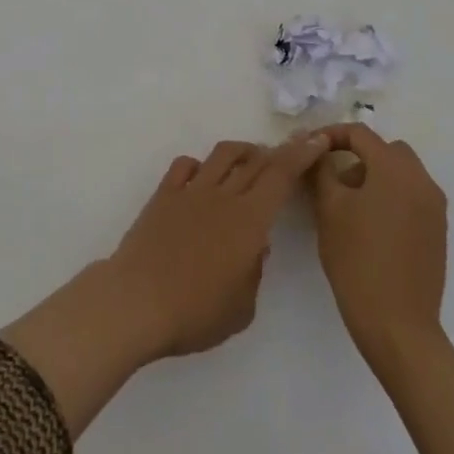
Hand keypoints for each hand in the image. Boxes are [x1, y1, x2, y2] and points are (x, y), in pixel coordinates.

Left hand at [105, 135, 328, 358]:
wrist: (137, 302)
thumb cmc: (195, 313)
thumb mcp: (241, 308)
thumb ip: (254, 273)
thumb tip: (255, 246)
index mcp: (249, 221)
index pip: (281, 176)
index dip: (301, 155)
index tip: (316, 140)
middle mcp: (223, 196)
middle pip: (255, 161)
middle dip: (277, 153)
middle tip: (287, 154)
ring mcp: (191, 190)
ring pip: (223, 155)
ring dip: (242, 151)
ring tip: (250, 159)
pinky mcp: (164, 194)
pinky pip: (186, 165)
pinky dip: (200, 165)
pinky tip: (202, 177)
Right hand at [310, 125, 447, 361]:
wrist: (398, 327)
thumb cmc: (358, 261)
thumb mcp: (329, 210)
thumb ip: (322, 170)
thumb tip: (316, 150)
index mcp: (395, 168)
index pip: (360, 134)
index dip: (331, 135)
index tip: (310, 148)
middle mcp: (421, 180)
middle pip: (386, 150)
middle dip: (358, 155)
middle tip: (332, 177)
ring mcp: (434, 207)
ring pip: (401, 173)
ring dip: (375, 176)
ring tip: (349, 205)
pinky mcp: (438, 231)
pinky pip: (412, 197)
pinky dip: (391, 197)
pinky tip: (371, 226)